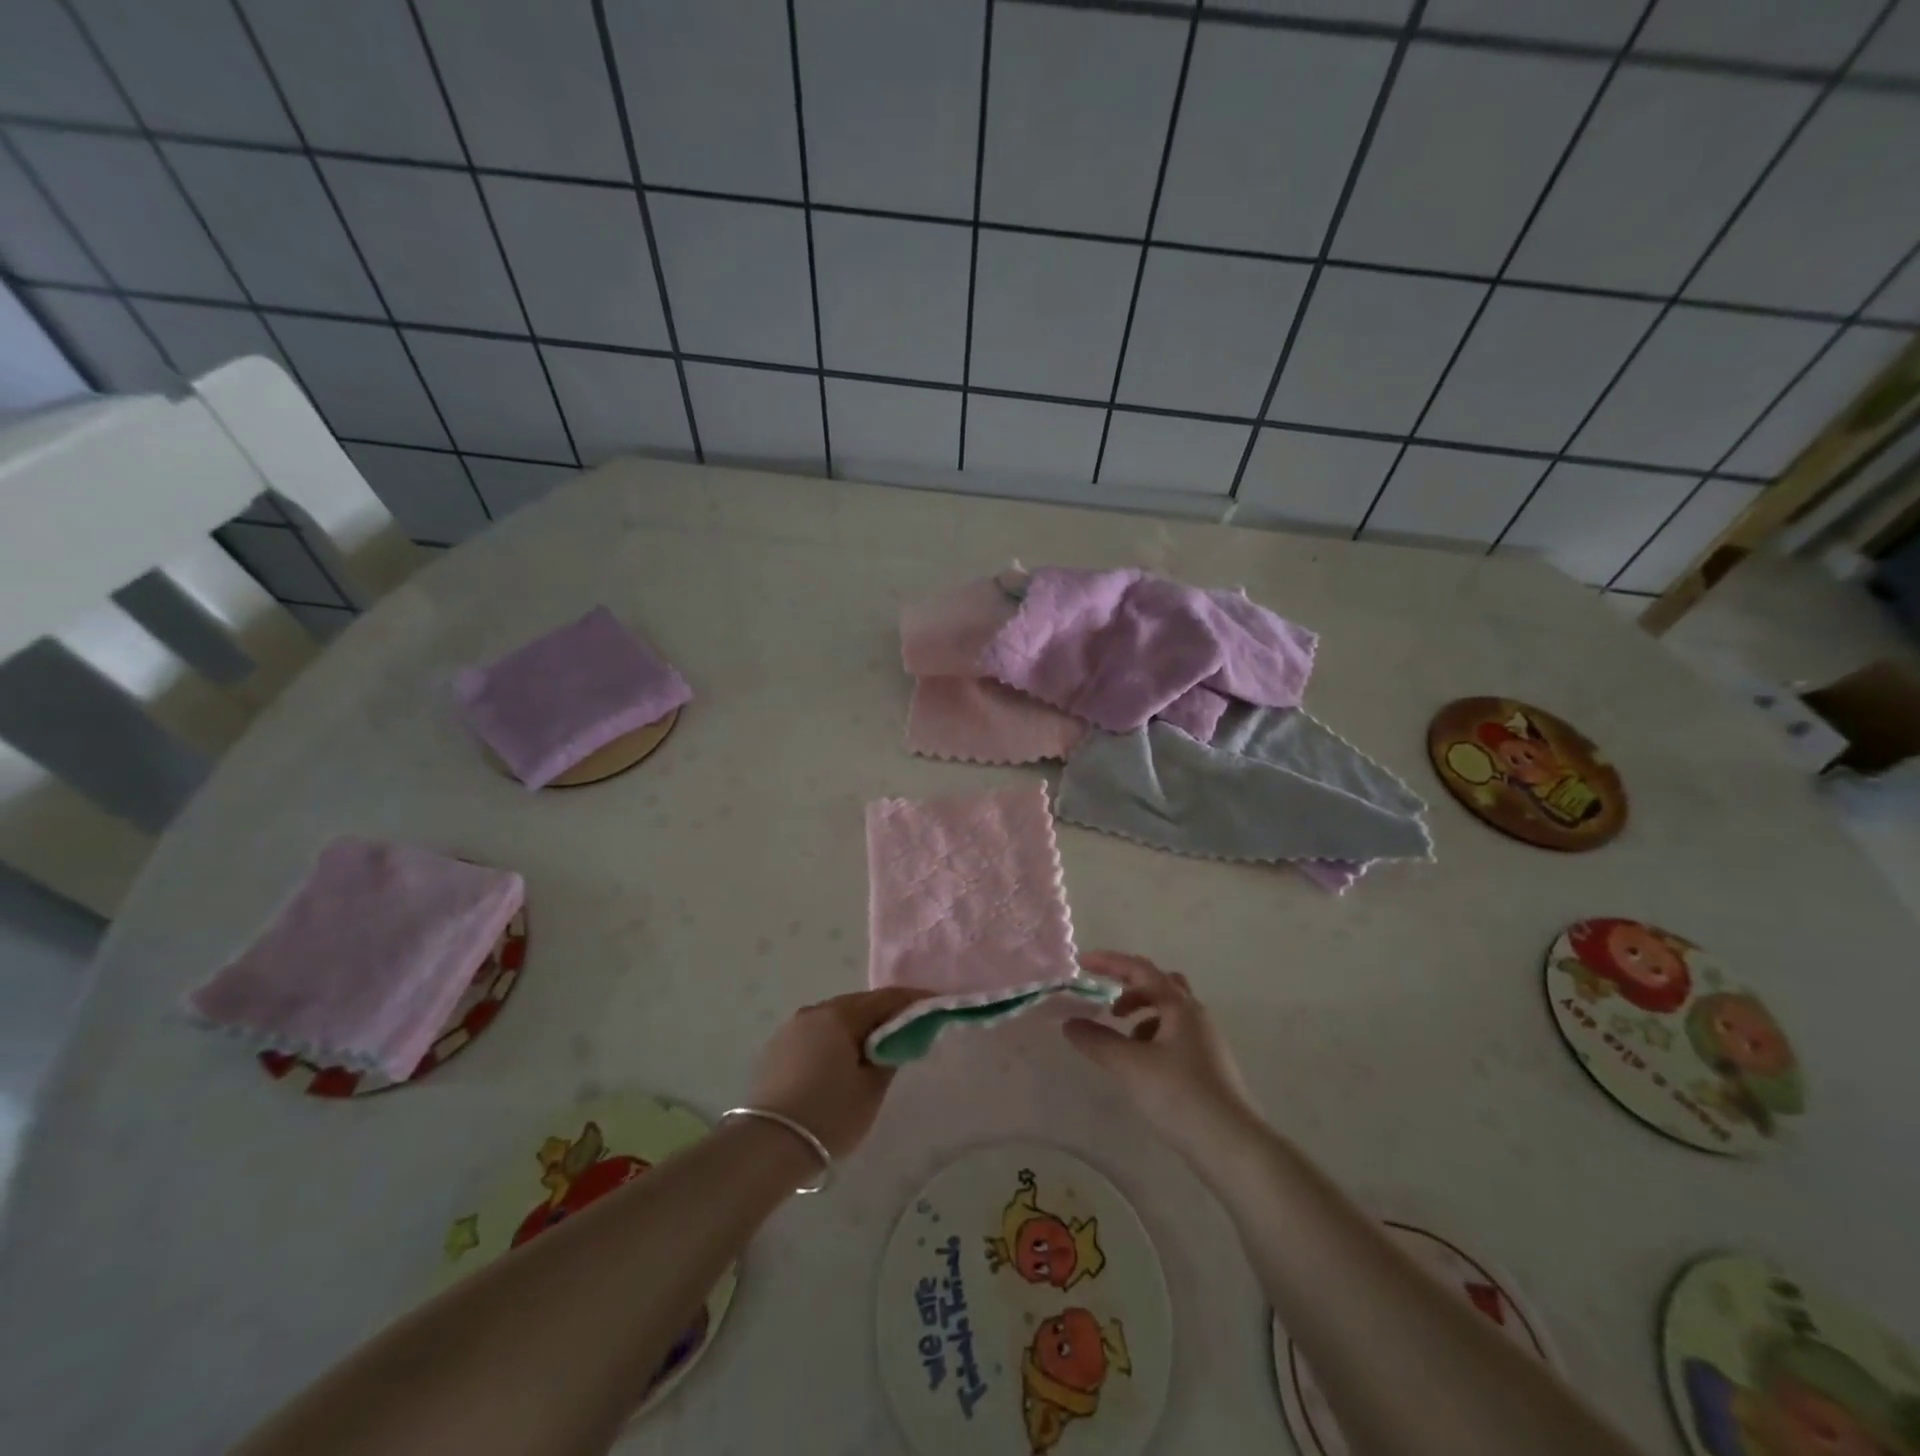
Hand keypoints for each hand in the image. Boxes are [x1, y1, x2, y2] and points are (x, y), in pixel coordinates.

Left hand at [747, 987, 929, 1160]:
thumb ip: (890, 1055)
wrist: (766, 1148)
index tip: (936, 1004)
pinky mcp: (777, 1049)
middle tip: (910, 1029)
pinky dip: (836, 1041)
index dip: (914, 1000)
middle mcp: (814, 1011)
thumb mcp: (871, 1089)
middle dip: (885, 1015)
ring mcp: (791, 1029)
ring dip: (858, 1028)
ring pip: (836, 1019)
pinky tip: (844, 1061)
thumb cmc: (828, 1115)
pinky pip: (817, 1035)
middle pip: (859, 1005)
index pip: (886, 998)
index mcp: (839, 1014)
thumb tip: (895, 1039)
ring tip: (879, 1048)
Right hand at [1064, 951, 1258, 1152]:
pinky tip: (1142, 1065)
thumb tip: (1070, 1022)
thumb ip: (1096, 1041)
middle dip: (1129, 987)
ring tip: (1120, 1038)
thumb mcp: (1130, 1066)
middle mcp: (1196, 1015)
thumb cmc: (1180, 1096)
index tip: (1081, 963)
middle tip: (1105, 1002)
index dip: (1109, 962)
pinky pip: (1175, 1035)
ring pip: (1169, 1011)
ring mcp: (1206, 1041)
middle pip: (1160, 984)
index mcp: (1180, 1006)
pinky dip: (1153, 1037)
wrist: (1232, 1146)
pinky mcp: (1208, 1066)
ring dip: (1141, 1014)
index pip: (1140, 969)